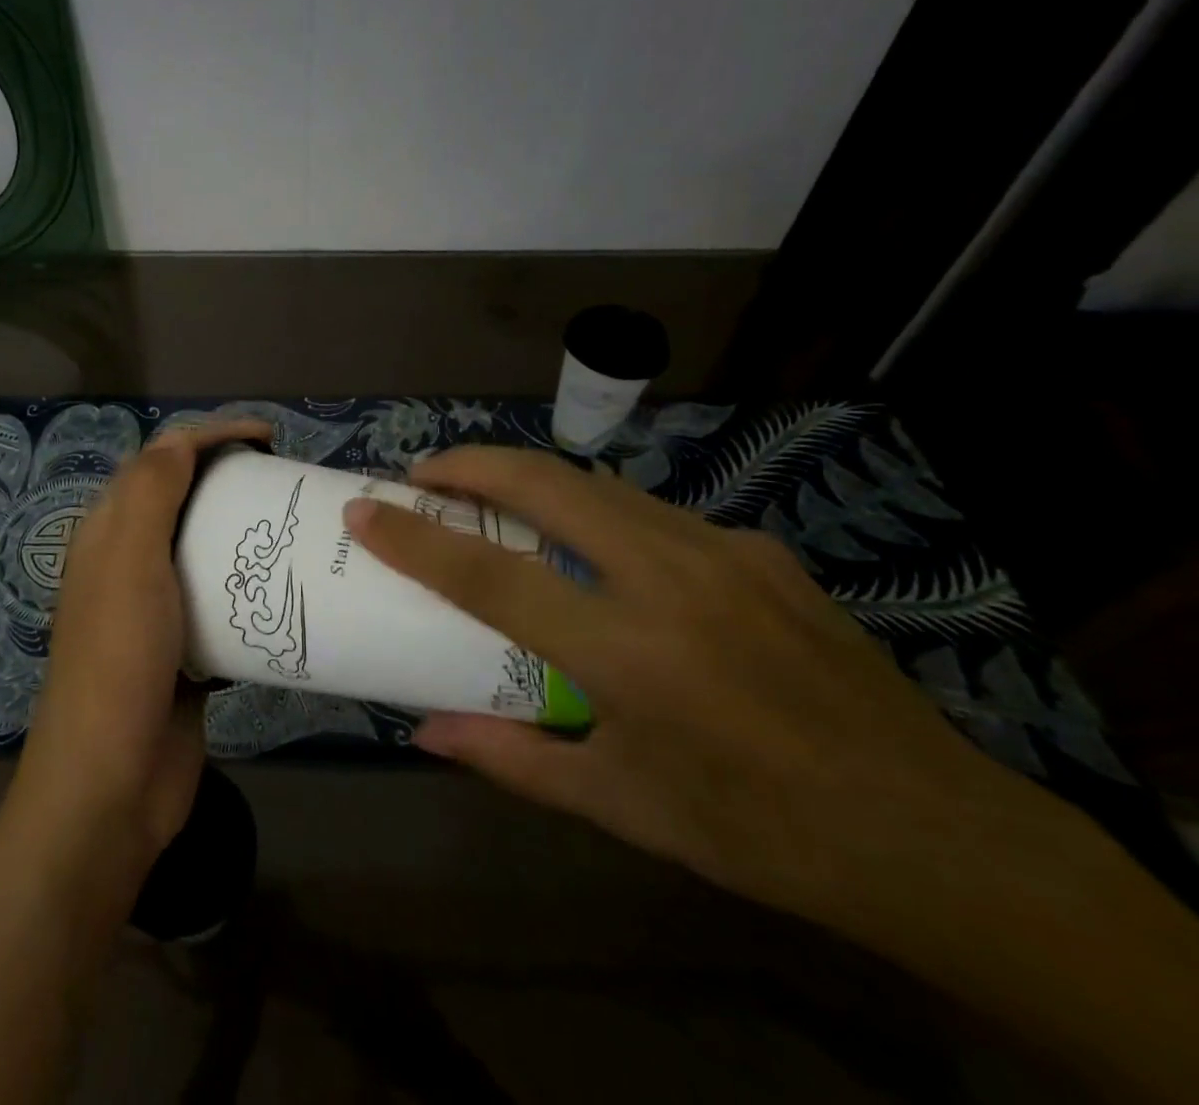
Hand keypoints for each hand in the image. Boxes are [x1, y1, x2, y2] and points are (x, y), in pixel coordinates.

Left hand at [0, 418, 274, 1104]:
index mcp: (108, 533)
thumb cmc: (120, 660)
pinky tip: (289, 589)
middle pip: (185, 500)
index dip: (211, 435)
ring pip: (207, 550)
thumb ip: (149, 493)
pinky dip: (252, 586)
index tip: (269, 438)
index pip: (160, 460)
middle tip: (288, 482)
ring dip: (246, 532)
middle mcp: (128, 563)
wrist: (112, 785)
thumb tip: (182, 438)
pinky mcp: (187, 650)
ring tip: (296, 528)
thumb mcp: (129, 562)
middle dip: (233, 479)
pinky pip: (224, 601)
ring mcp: (157, 609)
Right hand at [347, 445, 1198, 1098]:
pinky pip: (653, 514)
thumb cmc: (757, 831)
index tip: (364, 509)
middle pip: (546, 485)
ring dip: (532, 479)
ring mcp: (723, 552)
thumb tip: (427, 732)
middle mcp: (671, 580)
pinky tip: (601, 552)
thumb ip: (514, 759)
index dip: (416, 538)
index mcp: (630, 653)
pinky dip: (600, 514)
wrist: (935, 834)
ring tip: (492, 497)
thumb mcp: (621, 807)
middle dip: (472, 464)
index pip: (492, 576)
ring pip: (598, 484)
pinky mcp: (759, 549)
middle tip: (424, 473)